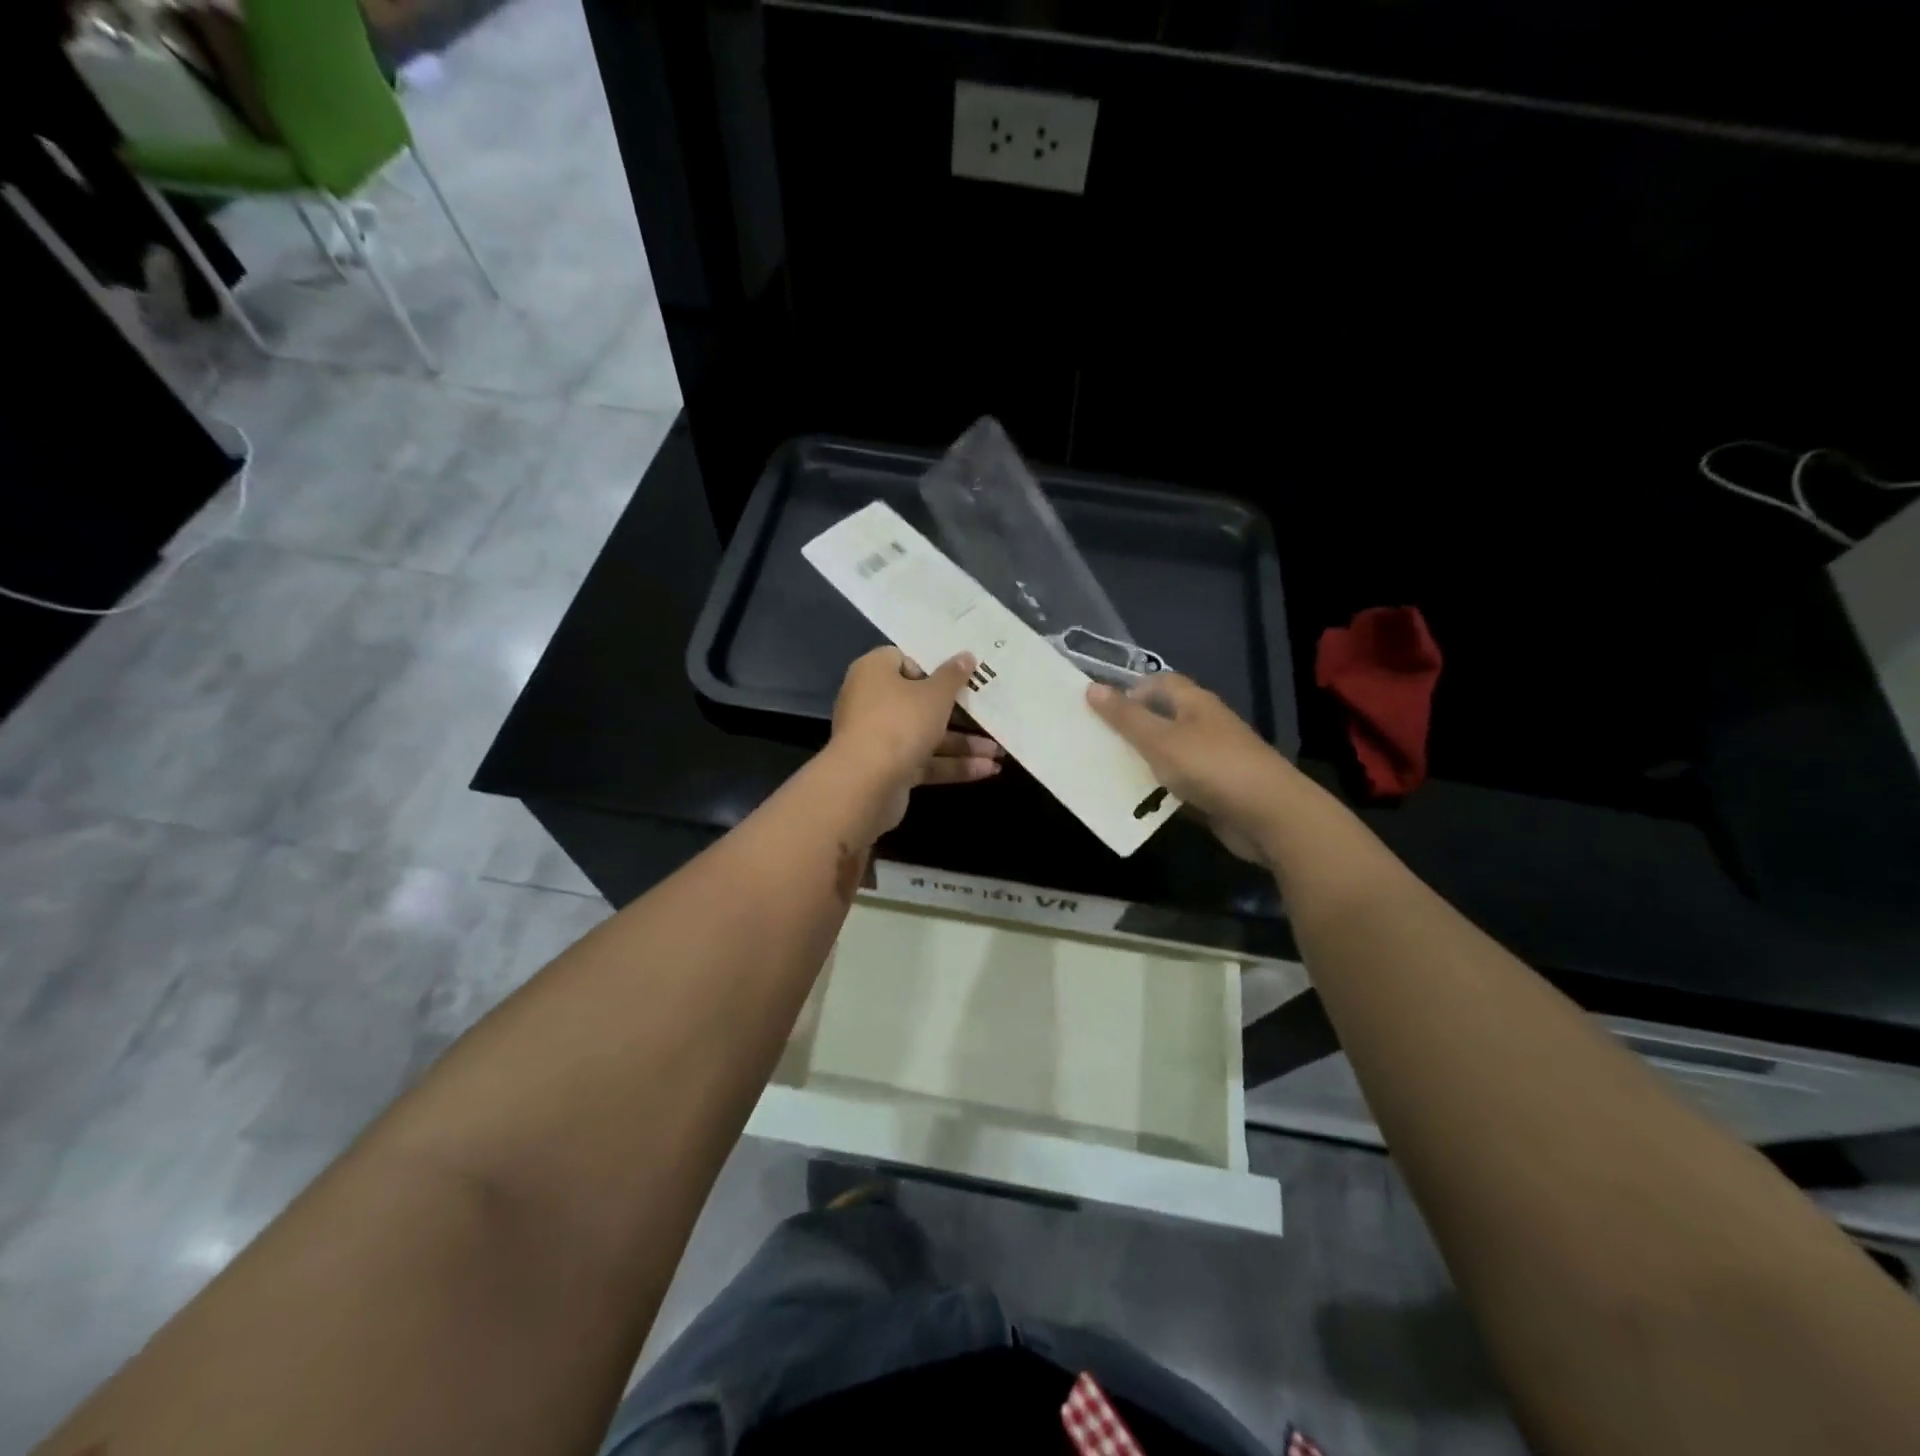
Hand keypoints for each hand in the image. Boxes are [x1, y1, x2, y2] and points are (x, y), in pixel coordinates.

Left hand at [829, 646, 1002, 834]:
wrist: (866, 784)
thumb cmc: (900, 722)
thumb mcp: (934, 695)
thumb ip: (953, 676)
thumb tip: (966, 656)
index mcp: (875, 672)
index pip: (905, 659)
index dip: (934, 665)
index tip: (964, 673)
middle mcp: (873, 702)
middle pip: (920, 700)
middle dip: (958, 711)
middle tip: (991, 710)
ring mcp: (880, 738)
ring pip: (926, 735)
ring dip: (963, 743)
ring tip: (999, 751)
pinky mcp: (889, 769)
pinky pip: (925, 761)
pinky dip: (953, 765)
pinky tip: (987, 770)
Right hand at [1087, 674, 1304, 863]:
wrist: (1269, 815)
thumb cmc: (1210, 766)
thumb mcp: (1159, 739)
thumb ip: (1125, 717)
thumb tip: (1091, 687)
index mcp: (1195, 703)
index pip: (1162, 683)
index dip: (1132, 690)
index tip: (1102, 709)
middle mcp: (1206, 725)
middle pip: (1165, 718)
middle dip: (1133, 729)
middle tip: (1098, 742)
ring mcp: (1215, 759)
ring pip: (1171, 755)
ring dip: (1145, 763)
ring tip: (1109, 773)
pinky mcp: (1218, 791)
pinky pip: (1181, 785)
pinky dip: (1161, 791)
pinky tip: (1139, 803)